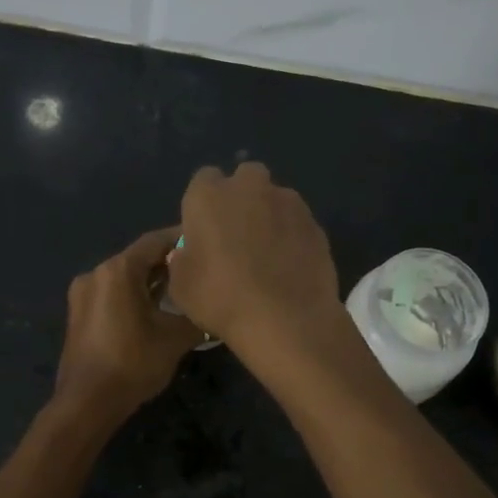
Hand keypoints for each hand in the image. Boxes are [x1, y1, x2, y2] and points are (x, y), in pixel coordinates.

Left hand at [51, 227, 206, 426]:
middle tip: (200, 269)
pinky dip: (135, 296)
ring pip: (125, 278)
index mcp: (117, 270)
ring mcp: (83, 294)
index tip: (206, 243)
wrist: (87, 403)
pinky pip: (113, 295)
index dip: (182, 239)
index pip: (155, 241)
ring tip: (183, 289)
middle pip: (139, 258)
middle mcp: (96, 274)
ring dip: (152, 281)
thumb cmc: (133, 364)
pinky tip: (157, 309)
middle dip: (169, 263)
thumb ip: (197, 317)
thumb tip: (214, 312)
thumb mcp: (175, 339)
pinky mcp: (80, 315)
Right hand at [168, 163, 341, 359]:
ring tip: (268, 254)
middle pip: (244, 178)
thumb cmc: (221, 299)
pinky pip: (297, 223)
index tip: (205, 231)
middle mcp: (249, 187)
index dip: (204, 205)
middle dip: (241, 198)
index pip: (203, 181)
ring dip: (269, 216)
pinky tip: (290, 266)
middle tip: (237, 236)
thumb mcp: (181, 287)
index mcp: (208, 195)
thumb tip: (188, 253)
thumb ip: (181, 260)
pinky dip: (292, 236)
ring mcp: (288, 201)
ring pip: (275, 198)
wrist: (286, 319)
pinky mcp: (315, 223)